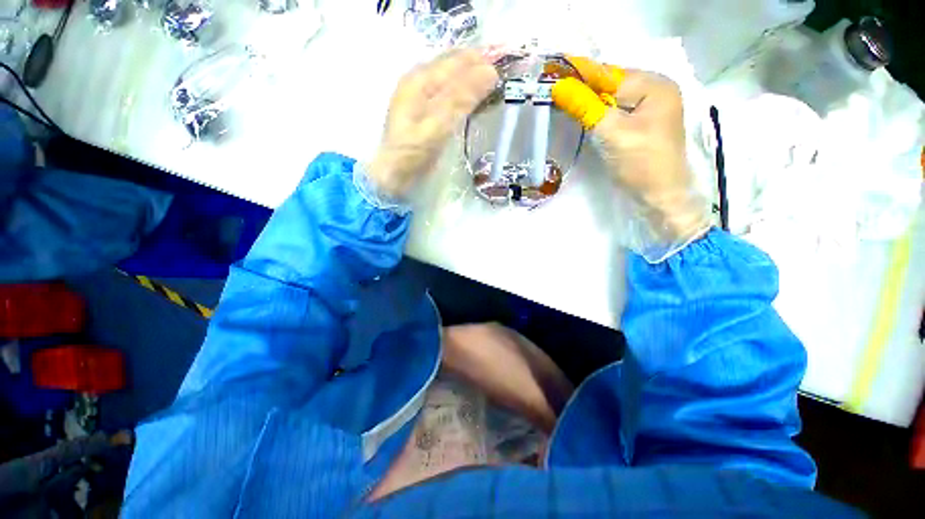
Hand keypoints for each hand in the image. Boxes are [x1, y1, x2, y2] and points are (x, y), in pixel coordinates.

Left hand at [366, 49, 498, 198]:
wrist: (393, 175)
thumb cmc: (412, 152)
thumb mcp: (437, 125)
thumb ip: (461, 98)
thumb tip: (491, 71)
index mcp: (420, 79)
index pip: (457, 60)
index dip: (483, 59)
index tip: (510, 61)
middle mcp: (420, 81)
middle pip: (454, 66)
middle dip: (479, 67)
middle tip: (506, 74)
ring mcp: (421, 98)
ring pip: (452, 81)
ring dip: (473, 82)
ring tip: (496, 85)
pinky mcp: (425, 114)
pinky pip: (449, 96)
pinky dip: (465, 97)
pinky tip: (474, 102)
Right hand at [552, 57, 710, 257]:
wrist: (659, 197)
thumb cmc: (642, 163)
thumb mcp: (612, 133)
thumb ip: (586, 108)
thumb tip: (559, 87)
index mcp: (655, 85)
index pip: (610, 74)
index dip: (580, 73)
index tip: (553, 71)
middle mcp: (653, 91)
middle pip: (611, 84)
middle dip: (583, 86)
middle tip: (553, 88)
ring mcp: (647, 109)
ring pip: (610, 98)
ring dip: (587, 100)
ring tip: (561, 99)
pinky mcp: (639, 125)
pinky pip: (613, 112)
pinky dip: (595, 113)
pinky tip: (580, 113)